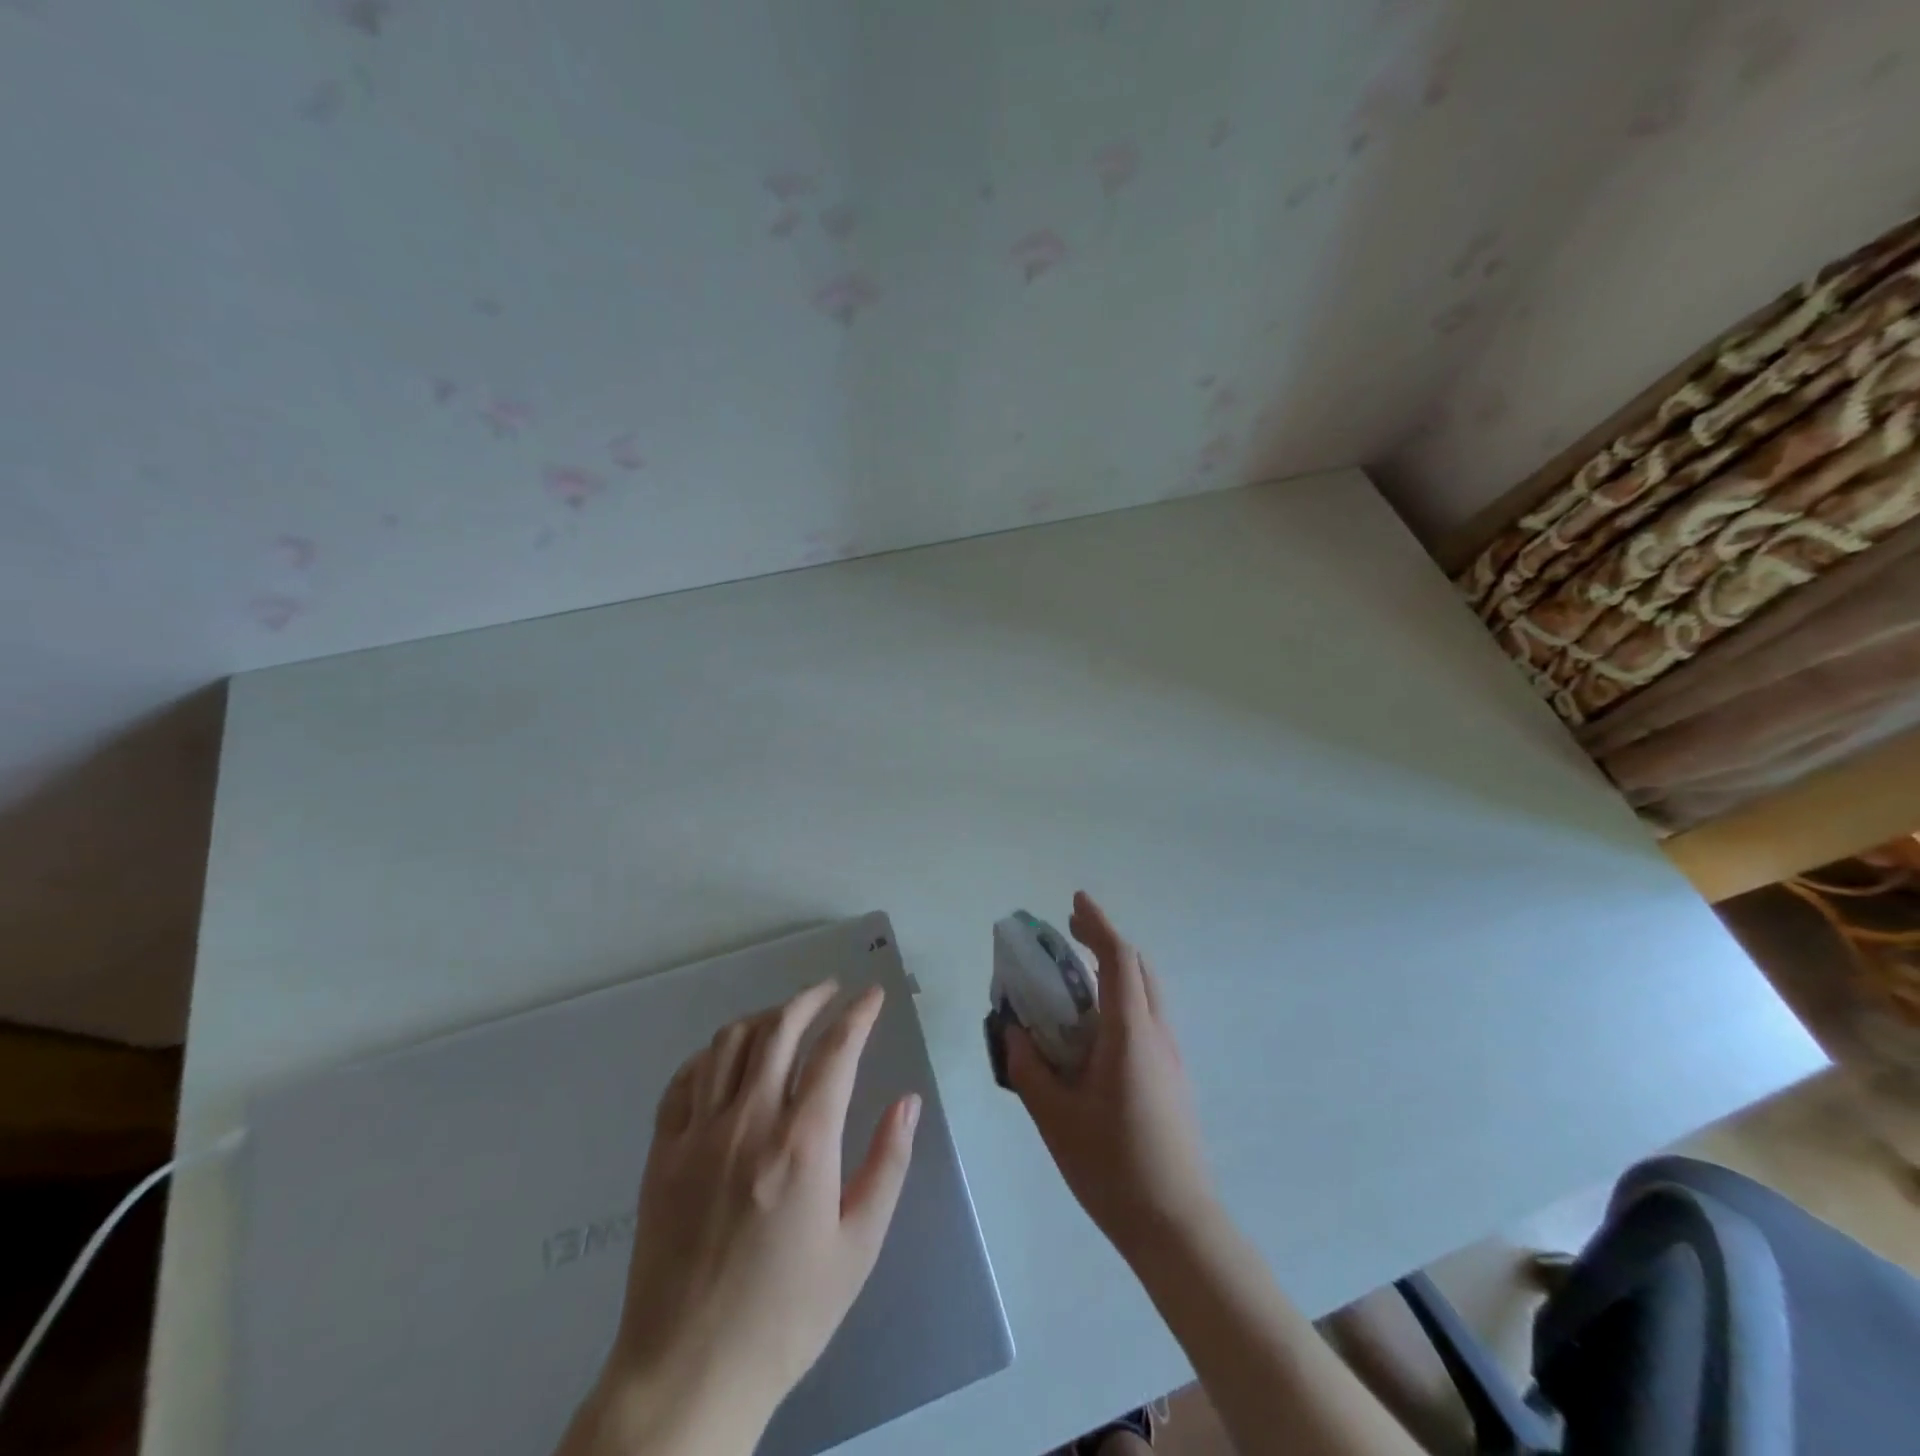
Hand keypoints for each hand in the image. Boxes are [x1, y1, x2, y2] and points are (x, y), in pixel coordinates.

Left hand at [564, 982, 919, 1455]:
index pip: (835, 1051)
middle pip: (779, 1029)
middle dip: (811, 998)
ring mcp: (698, 1134)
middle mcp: (749, 1122)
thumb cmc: (786, 1315)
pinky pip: (684, 1080)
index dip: (858, 1014)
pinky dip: (710, 1054)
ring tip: (785, 1017)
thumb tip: (908, 1102)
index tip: (872, 995)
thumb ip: (887, 1164)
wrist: (688, 1374)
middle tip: (831, 991)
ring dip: (763, 1017)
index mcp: (802, 1144)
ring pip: (729, 1043)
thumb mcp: (858, 1247)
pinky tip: (726, 1058)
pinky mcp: (663, 1154)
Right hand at [1007, 893, 1216, 1260]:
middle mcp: (1157, 1034)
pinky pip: (1148, 1017)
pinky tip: (1095, 1029)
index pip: (1118, 959)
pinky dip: (1123, 999)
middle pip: (1138, 968)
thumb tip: (1013, 1030)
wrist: (1178, 1225)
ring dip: (1116, 970)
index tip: (1075, 901)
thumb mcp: (1054, 1117)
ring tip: (1077, 978)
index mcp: (1130, 1034)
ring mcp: (1171, 1056)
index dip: (1097, 924)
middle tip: (1070, 934)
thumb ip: (1029, 1067)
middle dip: (1106, 941)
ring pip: (1147, 992)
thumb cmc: (1112, 1167)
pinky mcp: (1174, 1077)